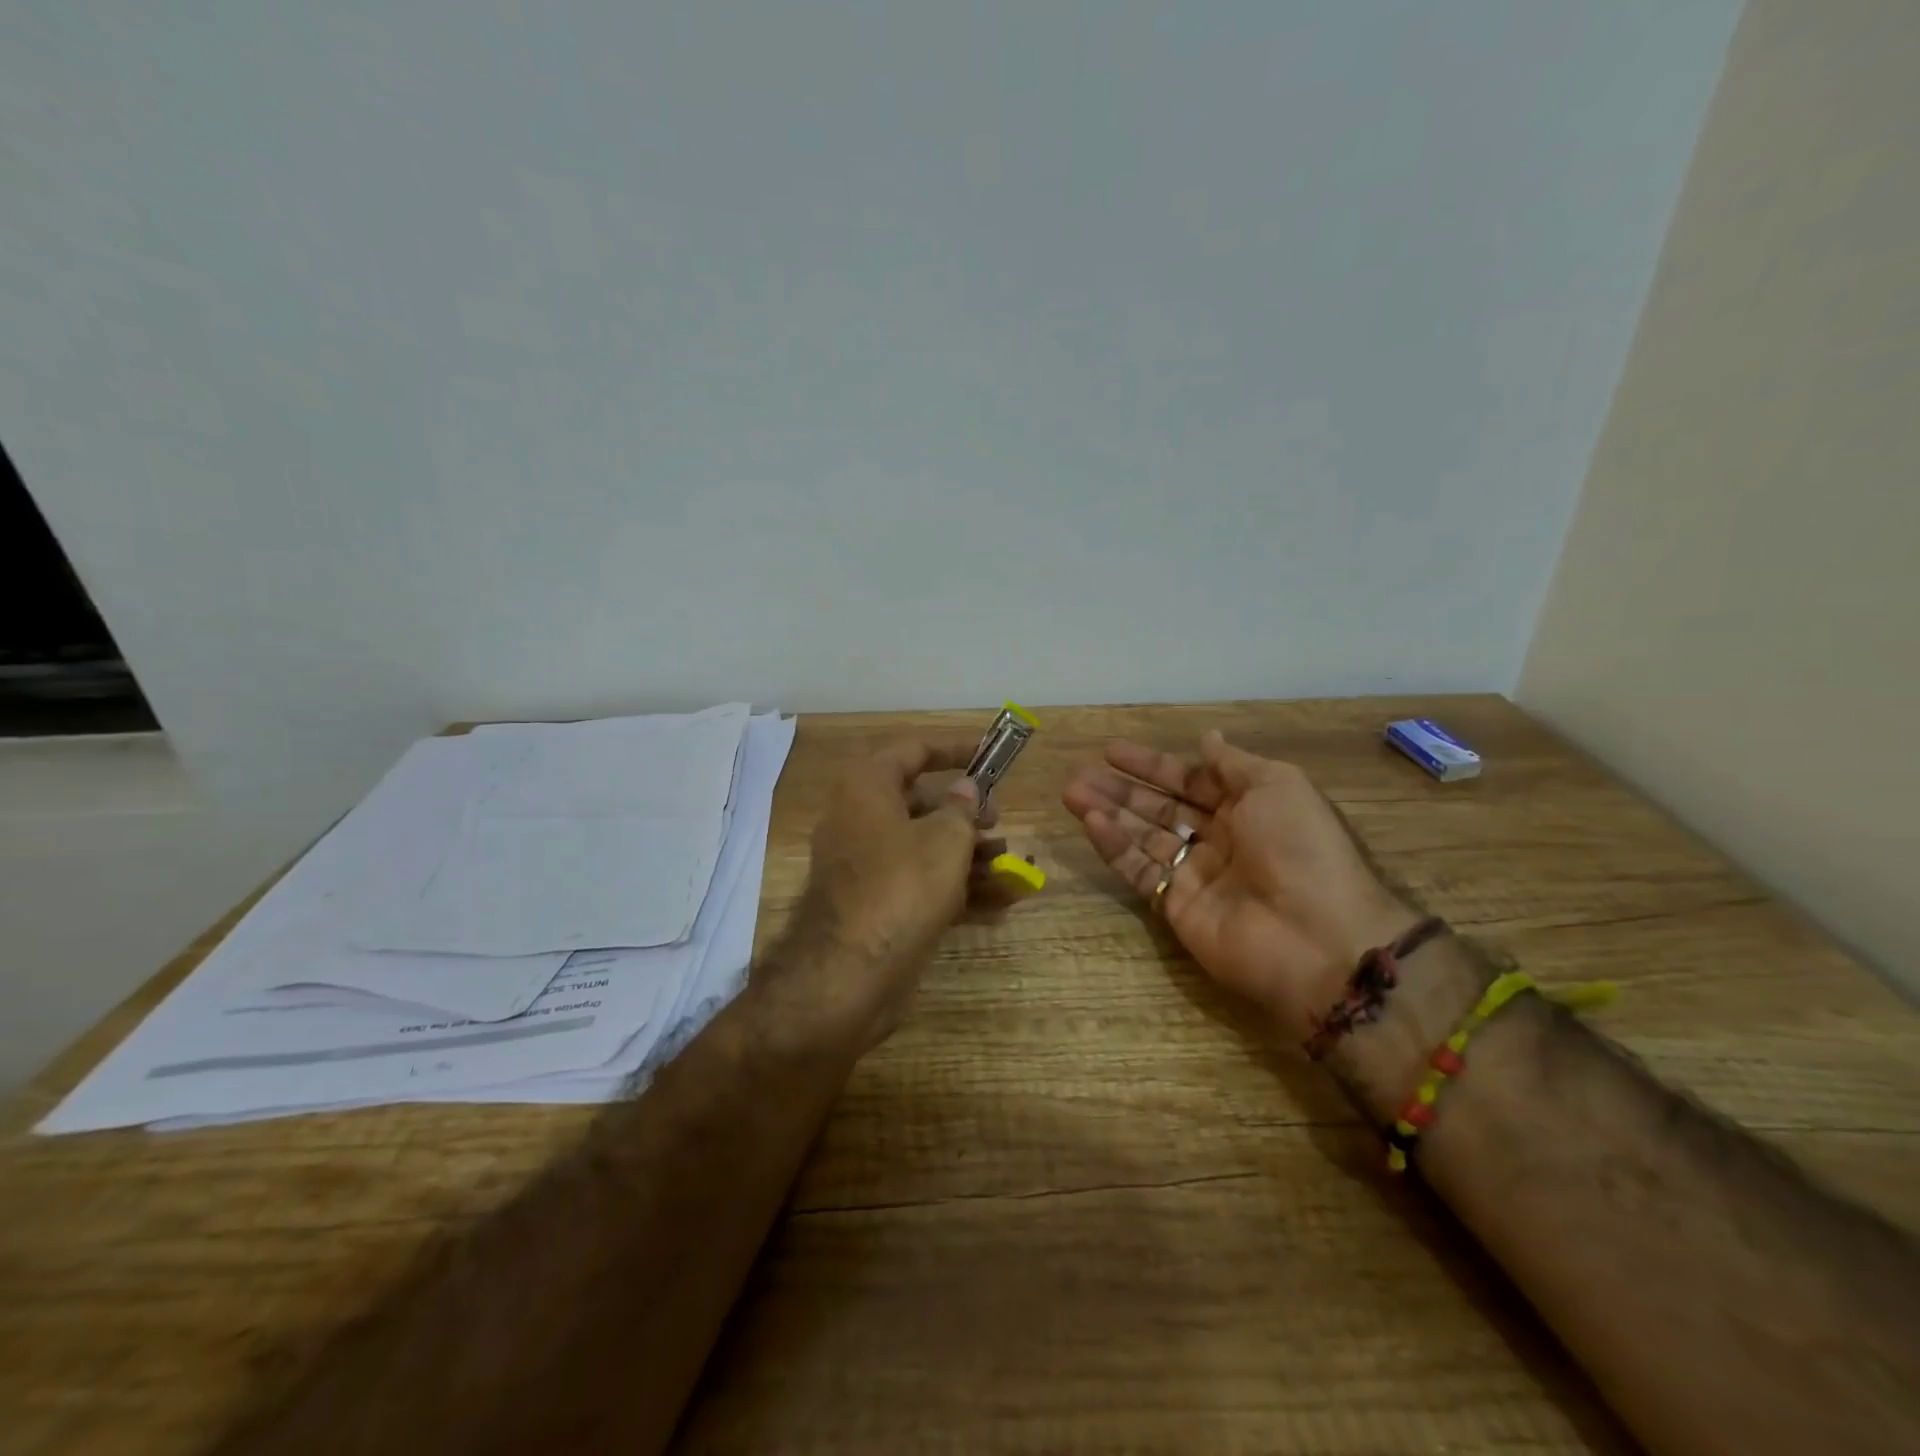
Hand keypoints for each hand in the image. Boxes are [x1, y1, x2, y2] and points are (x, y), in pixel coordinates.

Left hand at [769, 739, 998, 1052]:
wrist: (850, 974)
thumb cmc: (902, 887)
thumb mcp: (945, 839)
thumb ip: (962, 807)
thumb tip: (964, 788)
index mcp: (867, 787)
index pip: (913, 751)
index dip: (954, 749)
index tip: (988, 754)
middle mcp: (859, 819)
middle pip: (920, 802)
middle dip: (965, 812)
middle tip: (999, 821)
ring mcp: (865, 864)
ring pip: (923, 845)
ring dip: (968, 852)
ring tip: (1011, 863)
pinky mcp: (874, 903)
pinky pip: (919, 881)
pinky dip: (955, 885)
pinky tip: (1001, 899)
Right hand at [1064, 731, 1418, 1042]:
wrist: (1317, 936)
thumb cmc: (1300, 848)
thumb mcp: (1278, 785)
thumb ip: (1234, 763)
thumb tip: (1208, 738)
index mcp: (1248, 808)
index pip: (1189, 780)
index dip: (1151, 765)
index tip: (1111, 750)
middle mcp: (1219, 839)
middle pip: (1159, 808)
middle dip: (1120, 789)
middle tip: (1079, 773)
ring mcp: (1195, 875)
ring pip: (1142, 837)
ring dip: (1108, 813)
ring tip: (1071, 792)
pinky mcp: (1175, 907)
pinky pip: (1139, 871)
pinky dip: (1114, 847)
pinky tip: (1090, 822)